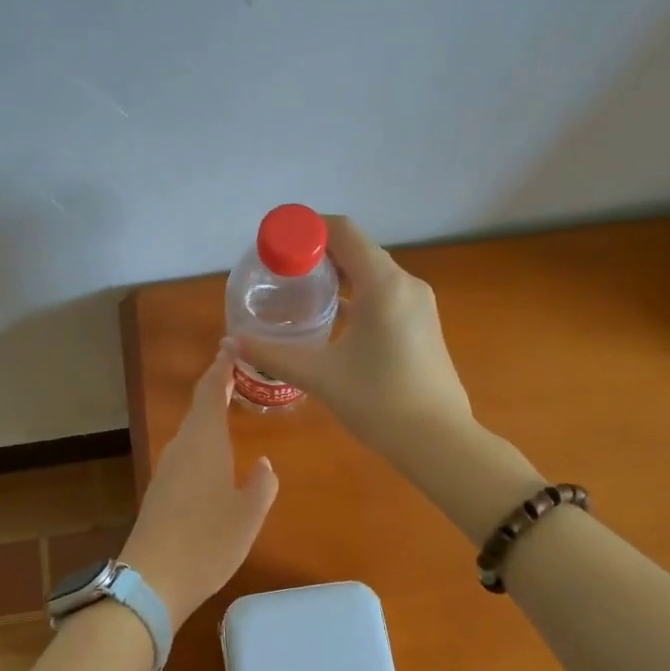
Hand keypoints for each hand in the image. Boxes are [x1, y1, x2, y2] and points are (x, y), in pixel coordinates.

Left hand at [119, 343, 278, 627]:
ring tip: (230, 410)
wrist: (153, 580)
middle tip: (239, 375)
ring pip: (191, 432)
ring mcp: (167, 470)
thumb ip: (261, 485)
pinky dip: (202, 443)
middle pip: (198, 409)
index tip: (231, 346)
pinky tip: (214, 458)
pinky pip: (185, 454)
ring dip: (208, 417)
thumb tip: (263, 464)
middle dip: (216, 388)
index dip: (221, 367)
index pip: (210, 391)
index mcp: (204, 442)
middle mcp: (181, 448)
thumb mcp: (248, 514)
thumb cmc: (207, 541)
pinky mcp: (160, 492)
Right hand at [237, 214, 472, 456]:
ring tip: (300, 292)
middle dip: (317, 253)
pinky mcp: (422, 324)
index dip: (306, 230)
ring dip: (338, 275)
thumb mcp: (319, 376)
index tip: (276, 244)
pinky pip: (384, 294)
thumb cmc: (378, 401)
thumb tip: (232, 342)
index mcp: (383, 284)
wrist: (437, 441)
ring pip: (372, 273)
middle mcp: (405, 284)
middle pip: (357, 249)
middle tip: (280, 271)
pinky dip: (357, 295)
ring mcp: (418, 304)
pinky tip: (333, 319)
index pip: (342, 231)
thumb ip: (273, 354)